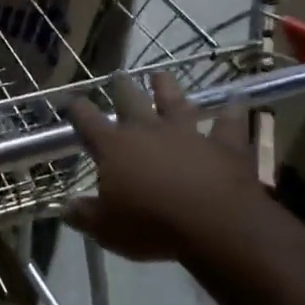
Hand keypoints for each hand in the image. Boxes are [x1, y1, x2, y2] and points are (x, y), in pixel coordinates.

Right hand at [63, 71, 263, 263]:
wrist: (213, 223)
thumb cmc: (150, 225)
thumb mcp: (106, 229)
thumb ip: (84, 215)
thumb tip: (66, 208)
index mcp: (114, 147)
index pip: (88, 121)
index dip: (77, 109)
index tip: (71, 101)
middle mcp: (148, 130)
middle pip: (131, 101)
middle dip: (121, 88)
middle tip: (118, 76)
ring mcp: (188, 133)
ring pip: (175, 101)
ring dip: (168, 87)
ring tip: (161, 75)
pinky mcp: (224, 144)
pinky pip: (230, 122)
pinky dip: (234, 110)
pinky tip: (238, 98)